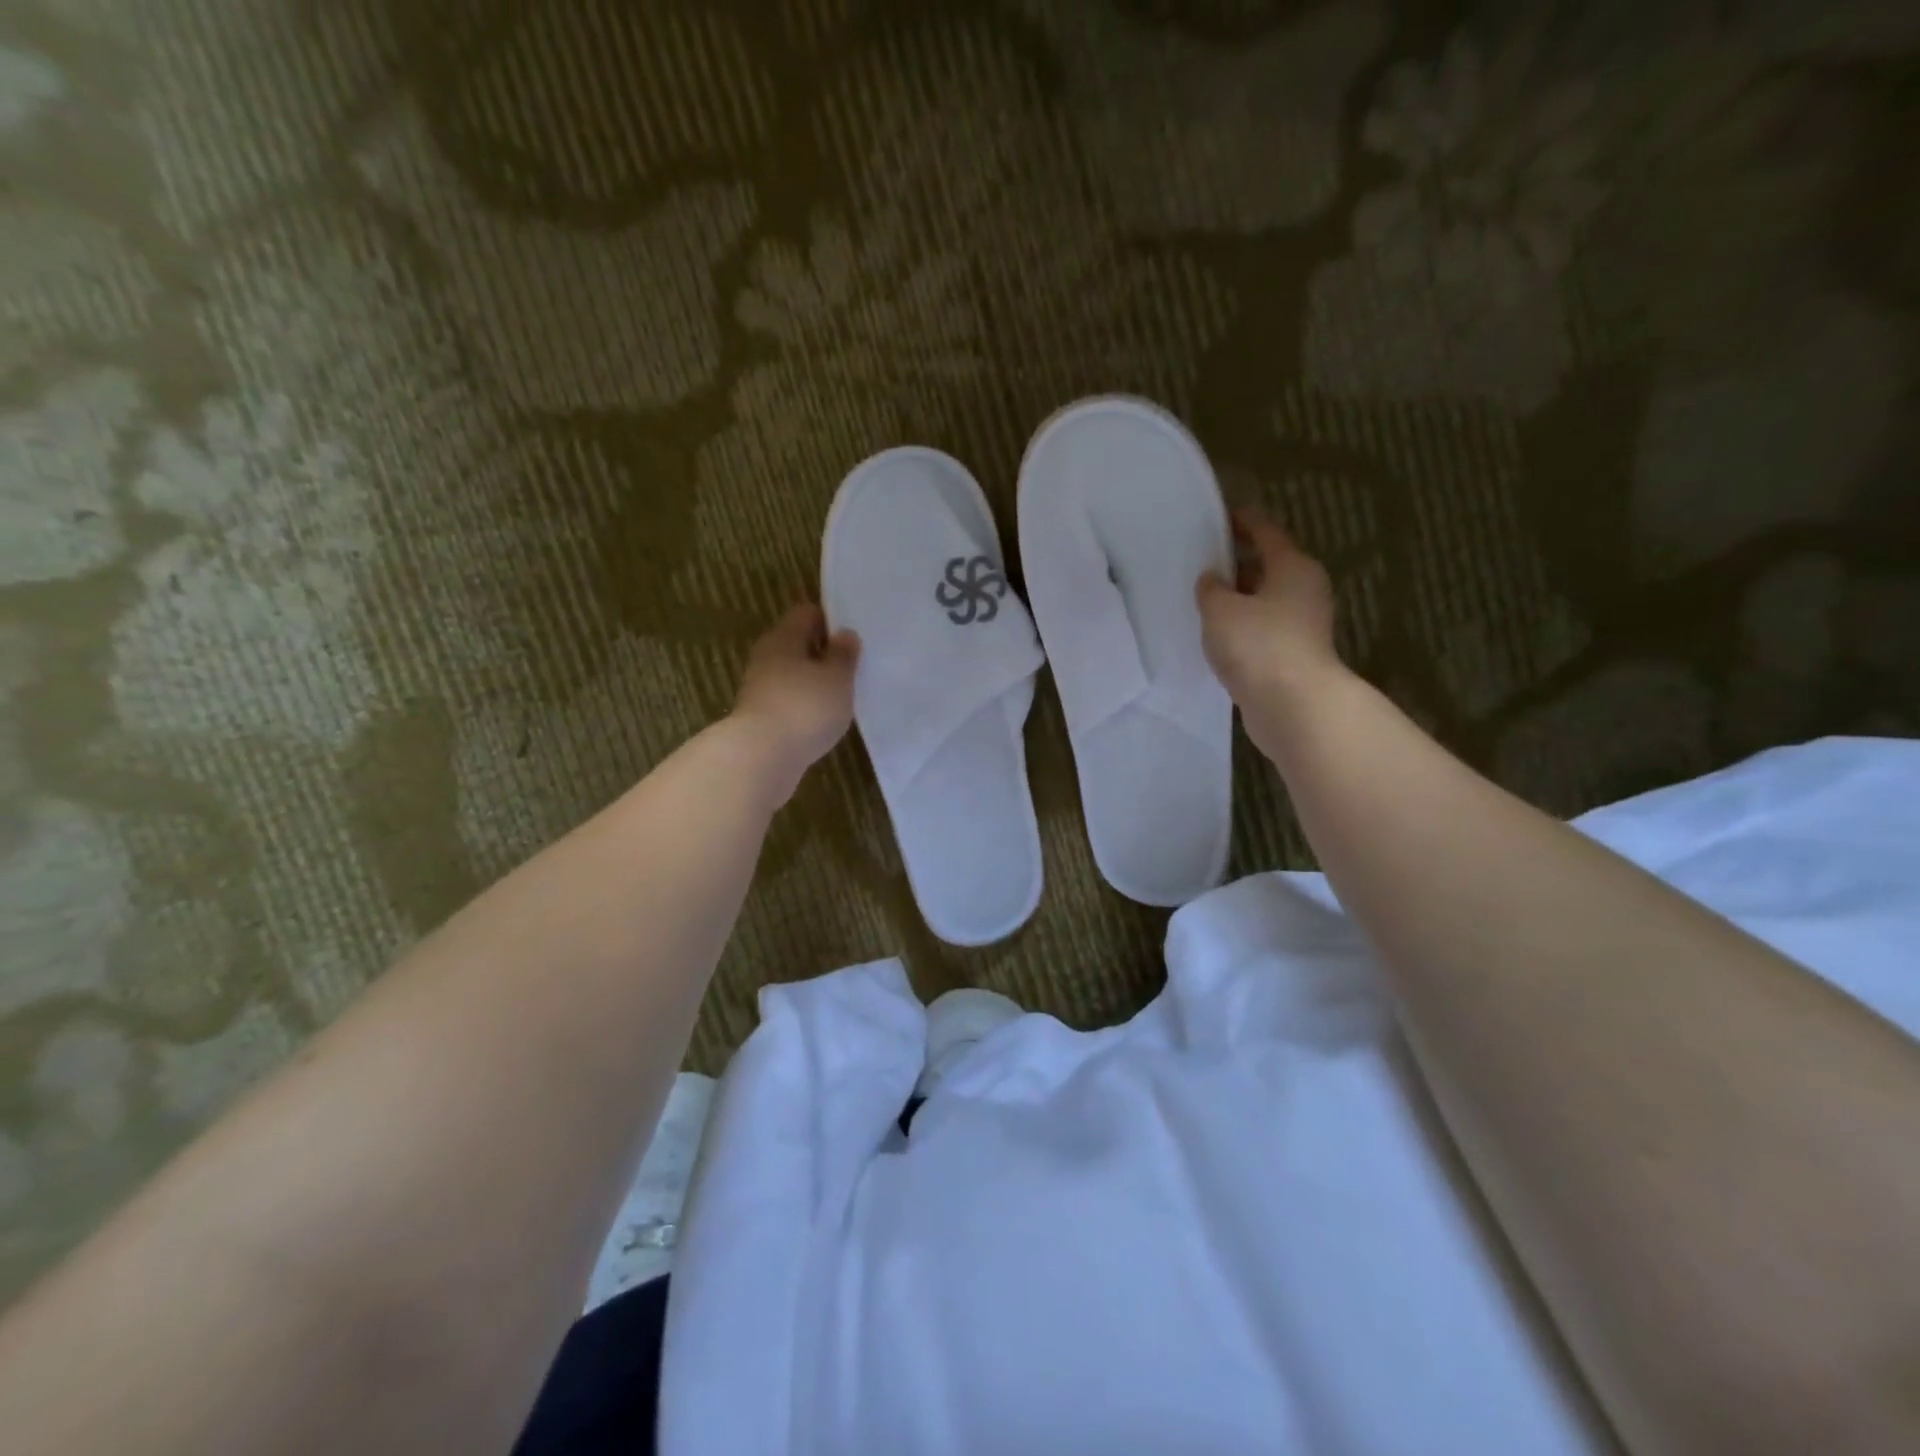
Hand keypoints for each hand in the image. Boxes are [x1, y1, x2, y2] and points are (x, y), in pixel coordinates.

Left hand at [731, 604, 859, 801]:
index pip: (807, 613)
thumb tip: (844, 634)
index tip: (853, 636)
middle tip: (853, 667)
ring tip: (843, 696)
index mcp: (783, 637)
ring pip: (792, 674)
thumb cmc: (805, 708)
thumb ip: (844, 655)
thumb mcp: (837, 678)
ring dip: (815, 682)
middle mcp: (767, 656)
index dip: (831, 620)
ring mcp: (760, 688)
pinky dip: (805, 705)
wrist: (761, 758)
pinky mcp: (760, 717)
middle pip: (798, 644)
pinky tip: (823, 719)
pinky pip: (788, 700)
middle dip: (824, 653)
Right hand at [1196, 511, 1340, 709]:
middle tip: (1201, 563)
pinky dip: (1242, 628)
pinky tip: (1217, 636)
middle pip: (1268, 567)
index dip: (1241, 522)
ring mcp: (1302, 625)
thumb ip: (1211, 589)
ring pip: (1264, 601)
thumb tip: (1212, 579)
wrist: (1293, 705)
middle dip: (1236, 564)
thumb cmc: (1258, 645)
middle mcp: (1304, 590)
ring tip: (1202, 601)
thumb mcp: (1221, 609)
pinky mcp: (1294, 655)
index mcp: (1293, 567)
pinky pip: (1263, 630)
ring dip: (1238, 600)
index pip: (1266, 532)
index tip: (1217, 518)